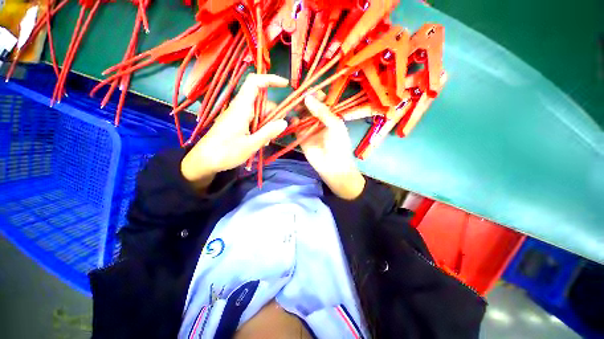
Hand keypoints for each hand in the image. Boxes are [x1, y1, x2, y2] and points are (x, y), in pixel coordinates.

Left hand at [181, 74, 288, 189]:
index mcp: (241, 108)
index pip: (254, 83)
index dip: (270, 79)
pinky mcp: (236, 123)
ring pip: (259, 113)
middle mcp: (240, 108)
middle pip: (261, 102)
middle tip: (278, 131)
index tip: (285, 85)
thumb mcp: (251, 144)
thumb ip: (268, 132)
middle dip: (273, 114)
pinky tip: (261, 141)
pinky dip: (260, 128)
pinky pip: (253, 120)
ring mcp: (238, 115)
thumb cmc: (226, 153)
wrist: (204, 161)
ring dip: (267, 124)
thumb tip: (284, 122)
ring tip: (267, 141)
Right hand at [299, 95, 365, 199]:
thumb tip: (307, 97)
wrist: (333, 166)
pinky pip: (296, 127)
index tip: (310, 90)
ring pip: (301, 115)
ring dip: (297, 110)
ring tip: (294, 105)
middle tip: (299, 97)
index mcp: (330, 116)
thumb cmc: (339, 145)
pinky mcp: (301, 137)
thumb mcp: (335, 125)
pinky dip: (293, 122)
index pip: (322, 102)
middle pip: (309, 107)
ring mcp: (309, 129)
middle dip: (304, 101)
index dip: (316, 95)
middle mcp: (318, 121)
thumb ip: (322, 111)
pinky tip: (293, 119)